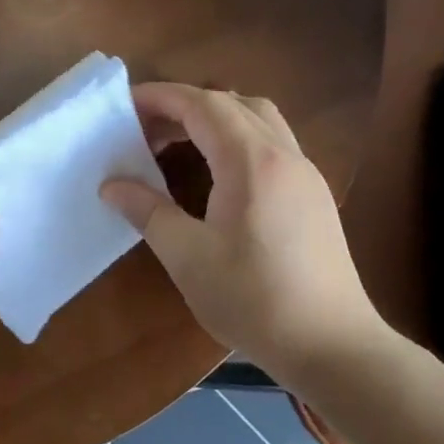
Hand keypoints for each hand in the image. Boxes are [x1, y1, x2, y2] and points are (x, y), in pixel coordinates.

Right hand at [101, 83, 384, 377]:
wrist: (332, 346)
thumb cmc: (253, 299)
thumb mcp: (187, 256)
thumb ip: (148, 211)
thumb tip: (112, 186)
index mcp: (252, 163)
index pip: (203, 105)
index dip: (162, 98)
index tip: (125, 105)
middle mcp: (285, 156)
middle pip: (234, 104)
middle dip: (185, 106)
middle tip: (145, 130)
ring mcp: (306, 175)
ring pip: (259, 120)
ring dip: (215, 119)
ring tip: (177, 145)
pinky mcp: (313, 197)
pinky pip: (272, 145)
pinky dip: (236, 140)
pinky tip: (215, 175)